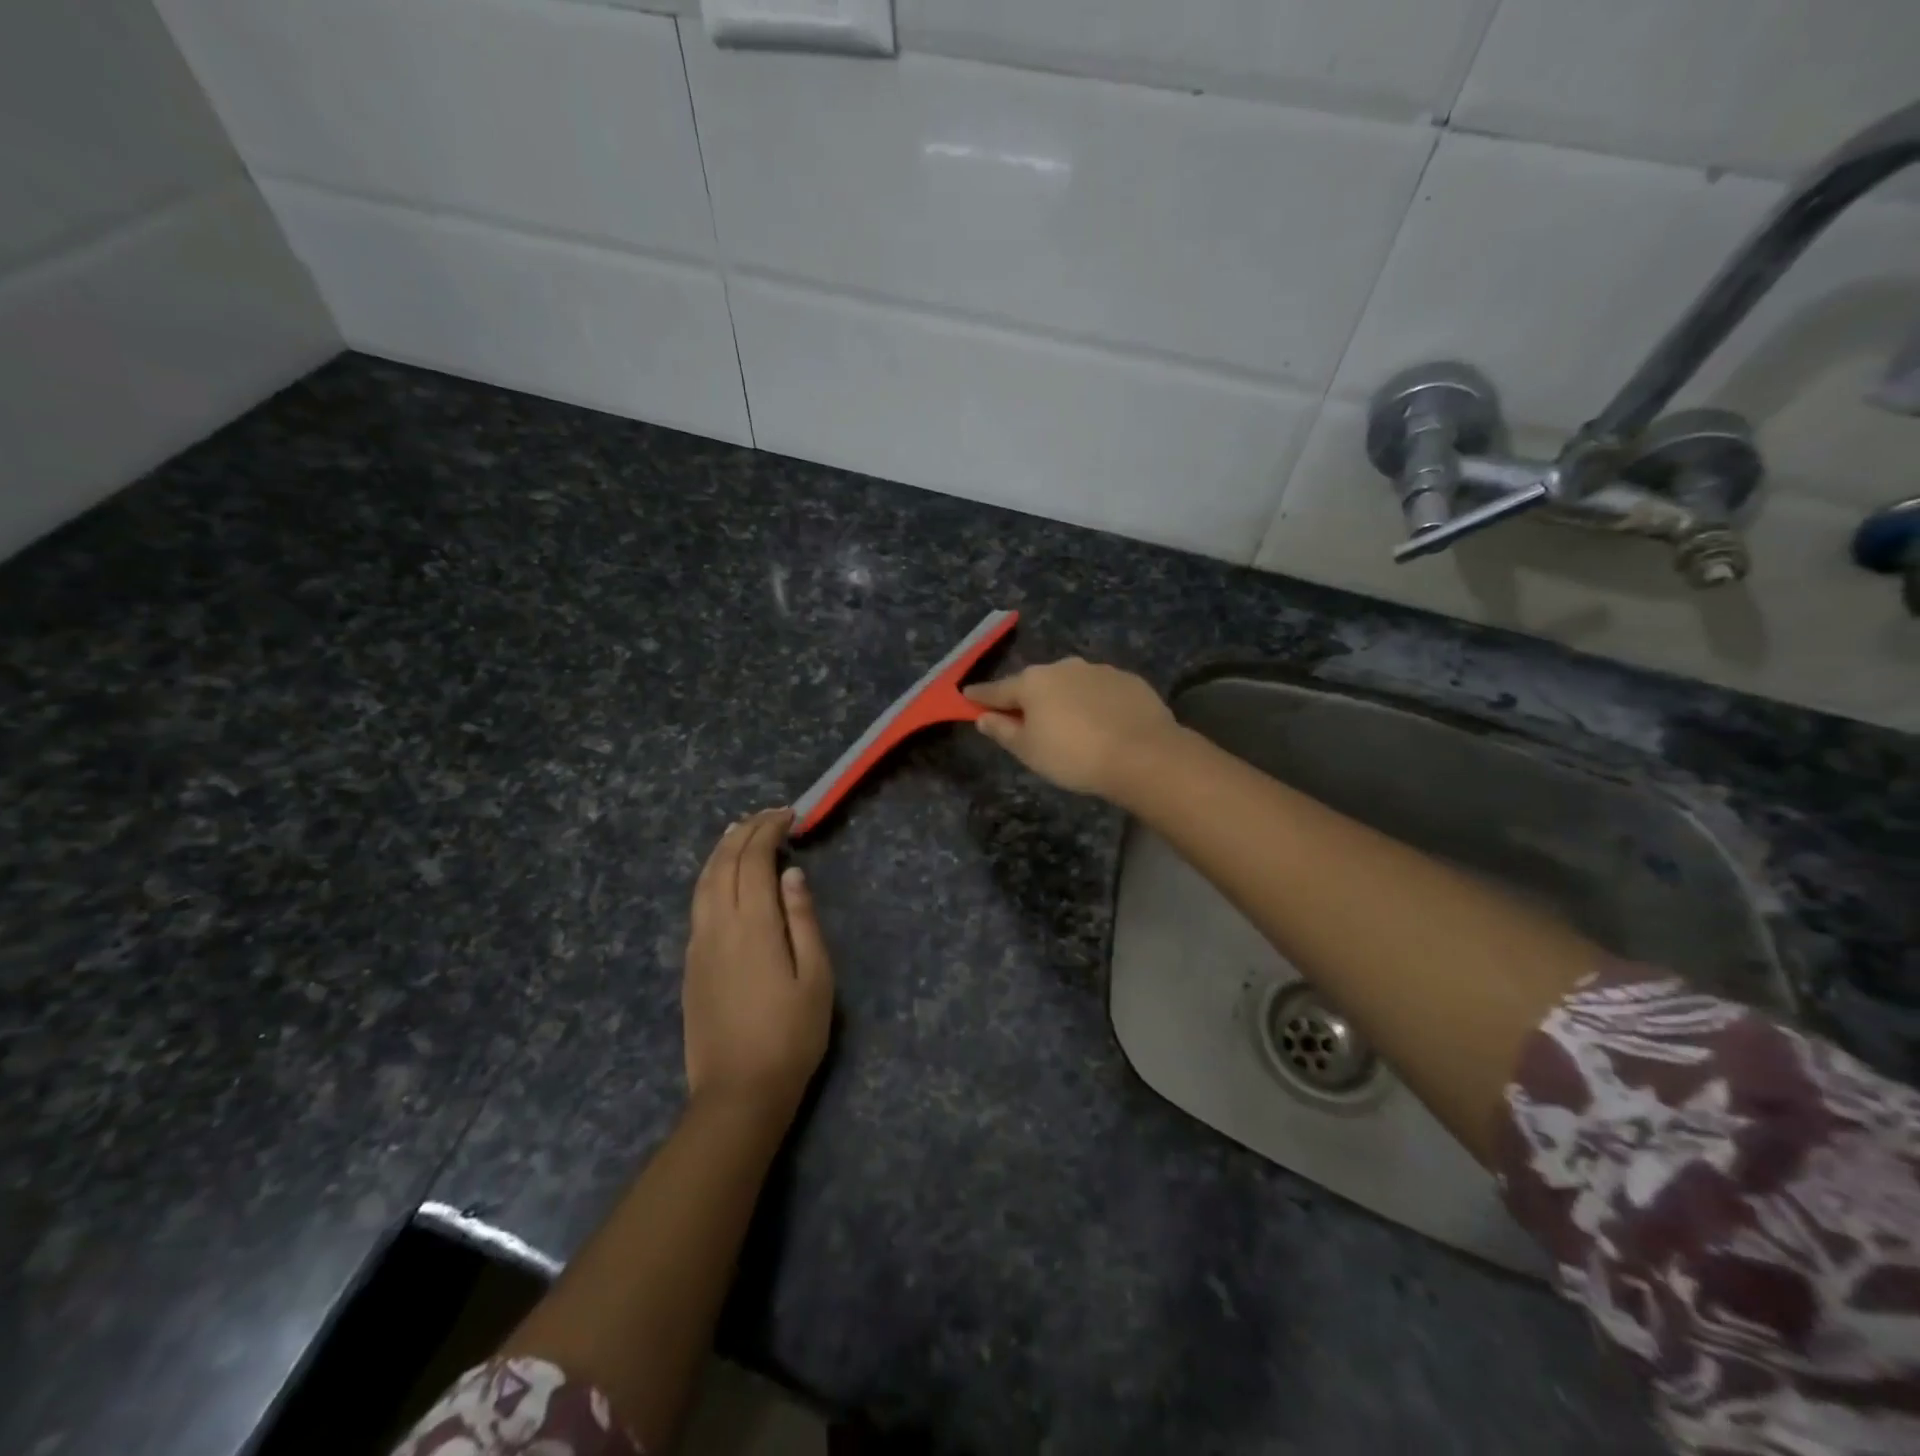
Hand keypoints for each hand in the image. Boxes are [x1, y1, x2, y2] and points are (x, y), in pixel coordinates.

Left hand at [683, 809, 833, 1118]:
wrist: (738, 1093)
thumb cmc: (791, 1036)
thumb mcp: (816, 978)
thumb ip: (803, 920)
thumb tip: (791, 874)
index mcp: (754, 925)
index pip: (755, 859)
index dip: (769, 830)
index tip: (789, 815)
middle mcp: (719, 925)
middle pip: (725, 863)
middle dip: (745, 831)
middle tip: (769, 815)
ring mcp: (698, 944)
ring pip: (704, 881)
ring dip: (722, 850)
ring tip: (739, 831)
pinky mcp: (690, 963)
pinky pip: (697, 903)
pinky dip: (710, 875)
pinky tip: (721, 876)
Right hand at [964, 658, 1179, 800]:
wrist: (1143, 755)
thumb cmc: (1074, 756)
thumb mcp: (1029, 751)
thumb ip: (1003, 731)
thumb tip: (983, 717)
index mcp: (1033, 682)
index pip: (997, 689)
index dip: (980, 696)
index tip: (967, 697)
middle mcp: (1063, 667)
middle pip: (1036, 683)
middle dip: (1027, 698)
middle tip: (1025, 720)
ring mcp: (1099, 670)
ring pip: (1071, 684)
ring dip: (1064, 699)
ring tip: (1070, 725)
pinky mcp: (1128, 680)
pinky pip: (1100, 690)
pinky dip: (1094, 702)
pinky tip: (1102, 723)